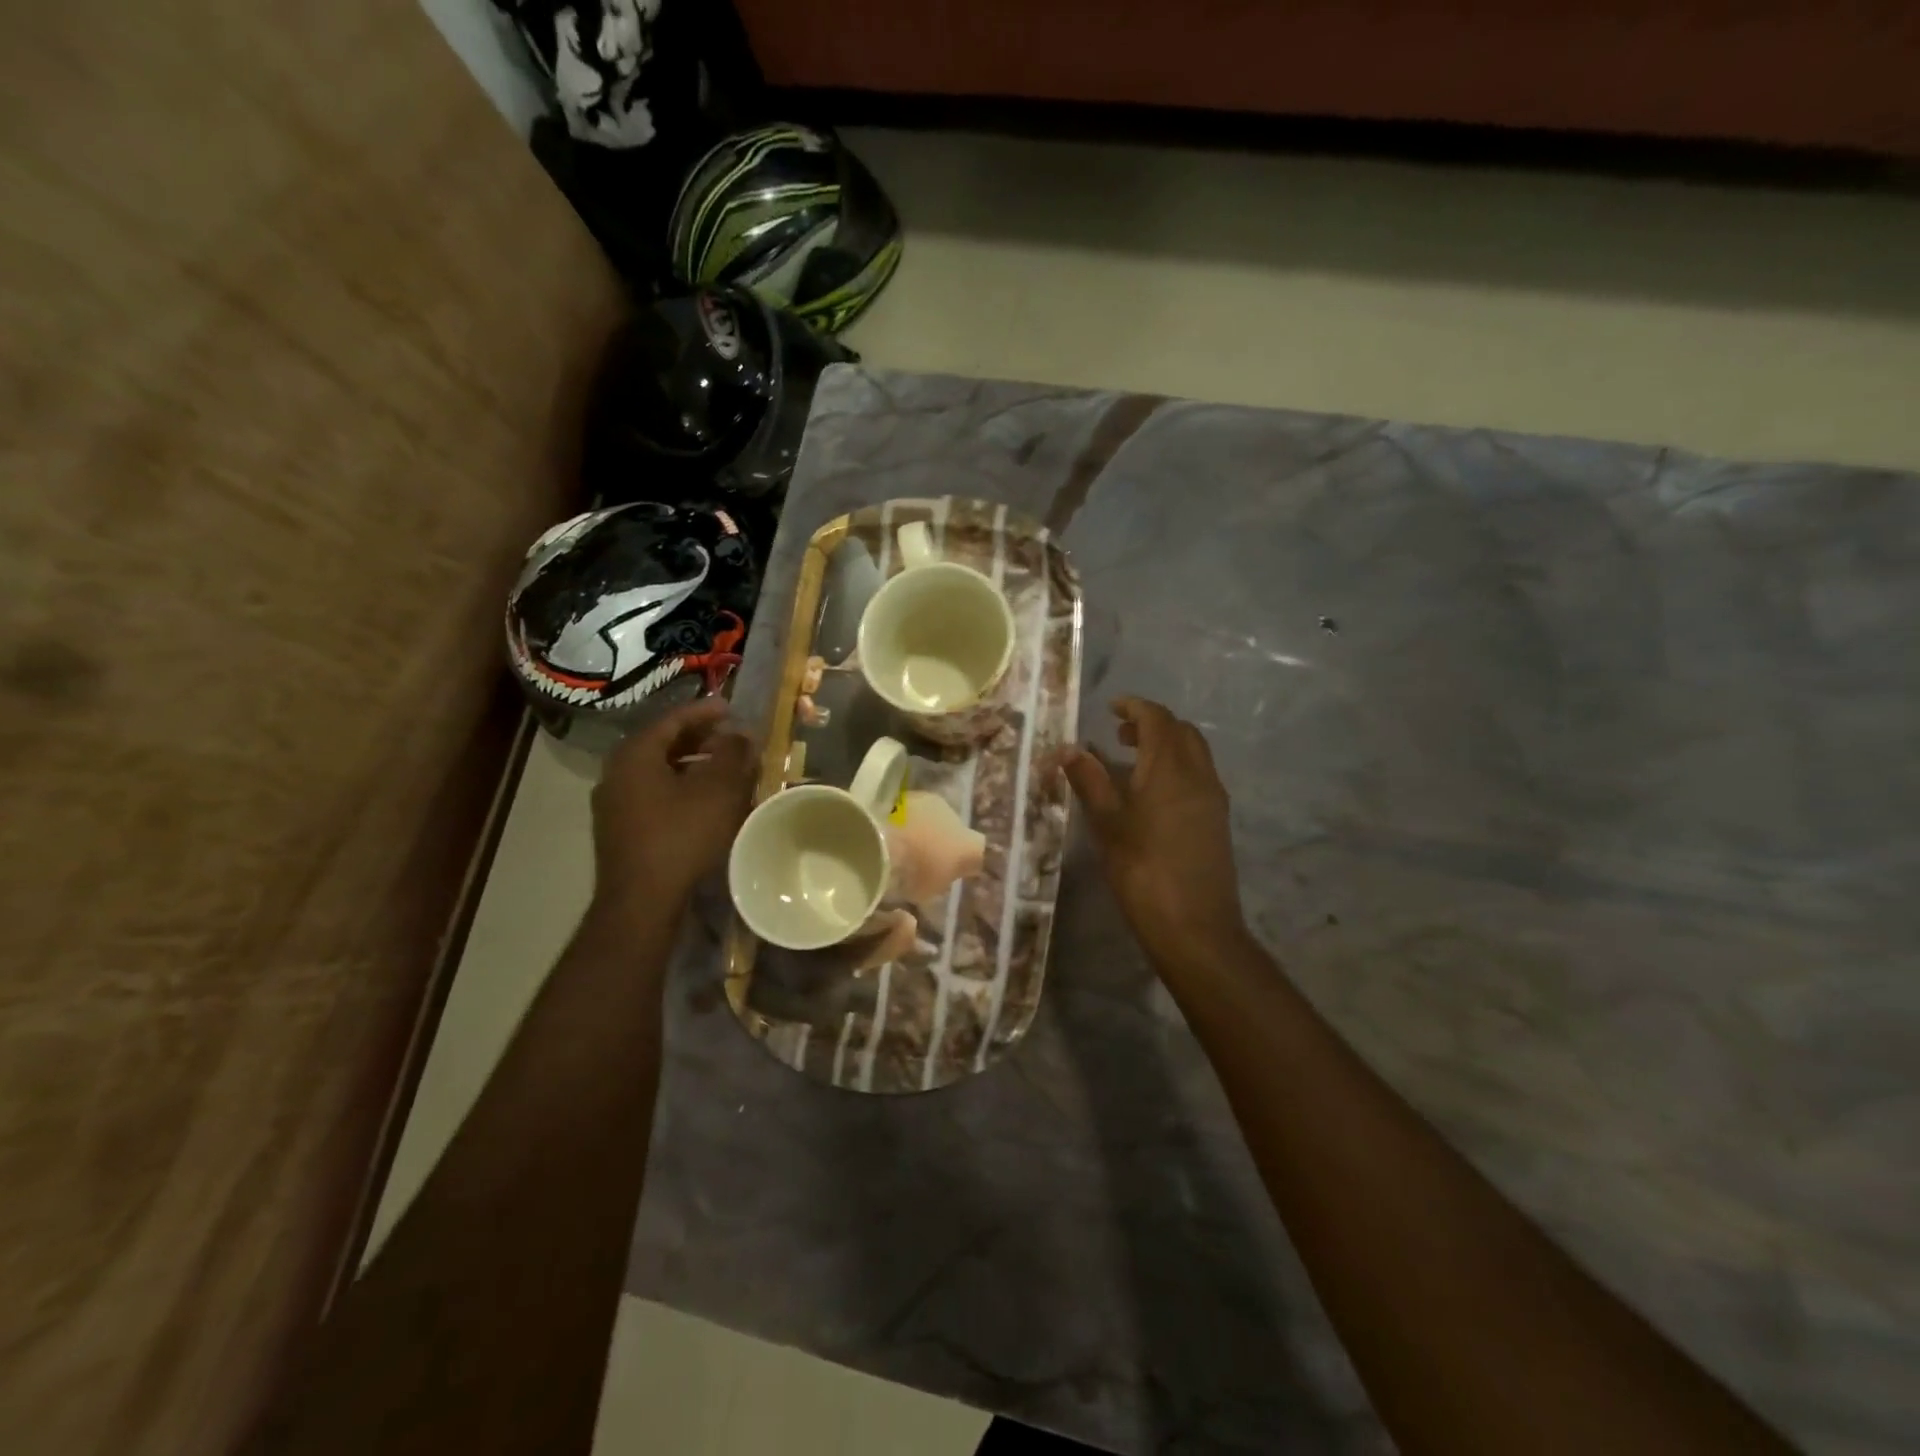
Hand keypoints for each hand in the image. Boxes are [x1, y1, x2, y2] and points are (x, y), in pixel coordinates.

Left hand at [591, 699, 754, 907]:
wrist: (641, 901)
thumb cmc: (681, 836)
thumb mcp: (718, 790)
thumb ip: (732, 755)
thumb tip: (741, 734)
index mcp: (635, 754)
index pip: (673, 718)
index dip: (706, 711)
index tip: (733, 709)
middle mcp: (617, 772)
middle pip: (664, 744)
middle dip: (701, 739)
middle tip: (732, 739)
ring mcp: (614, 803)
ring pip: (660, 771)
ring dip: (693, 765)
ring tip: (725, 769)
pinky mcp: (621, 829)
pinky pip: (655, 794)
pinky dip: (681, 788)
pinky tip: (706, 801)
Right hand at [1063, 698, 1249, 969]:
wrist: (1195, 927)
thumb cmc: (1144, 871)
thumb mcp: (1108, 825)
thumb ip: (1090, 782)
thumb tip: (1068, 749)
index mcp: (1171, 769)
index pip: (1157, 719)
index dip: (1135, 707)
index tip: (1111, 707)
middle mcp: (1199, 775)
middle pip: (1181, 731)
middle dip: (1152, 724)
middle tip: (1119, 733)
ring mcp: (1213, 798)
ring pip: (1194, 753)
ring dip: (1166, 745)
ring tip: (1131, 759)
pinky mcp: (1217, 820)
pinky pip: (1198, 775)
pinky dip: (1176, 767)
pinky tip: (1152, 793)